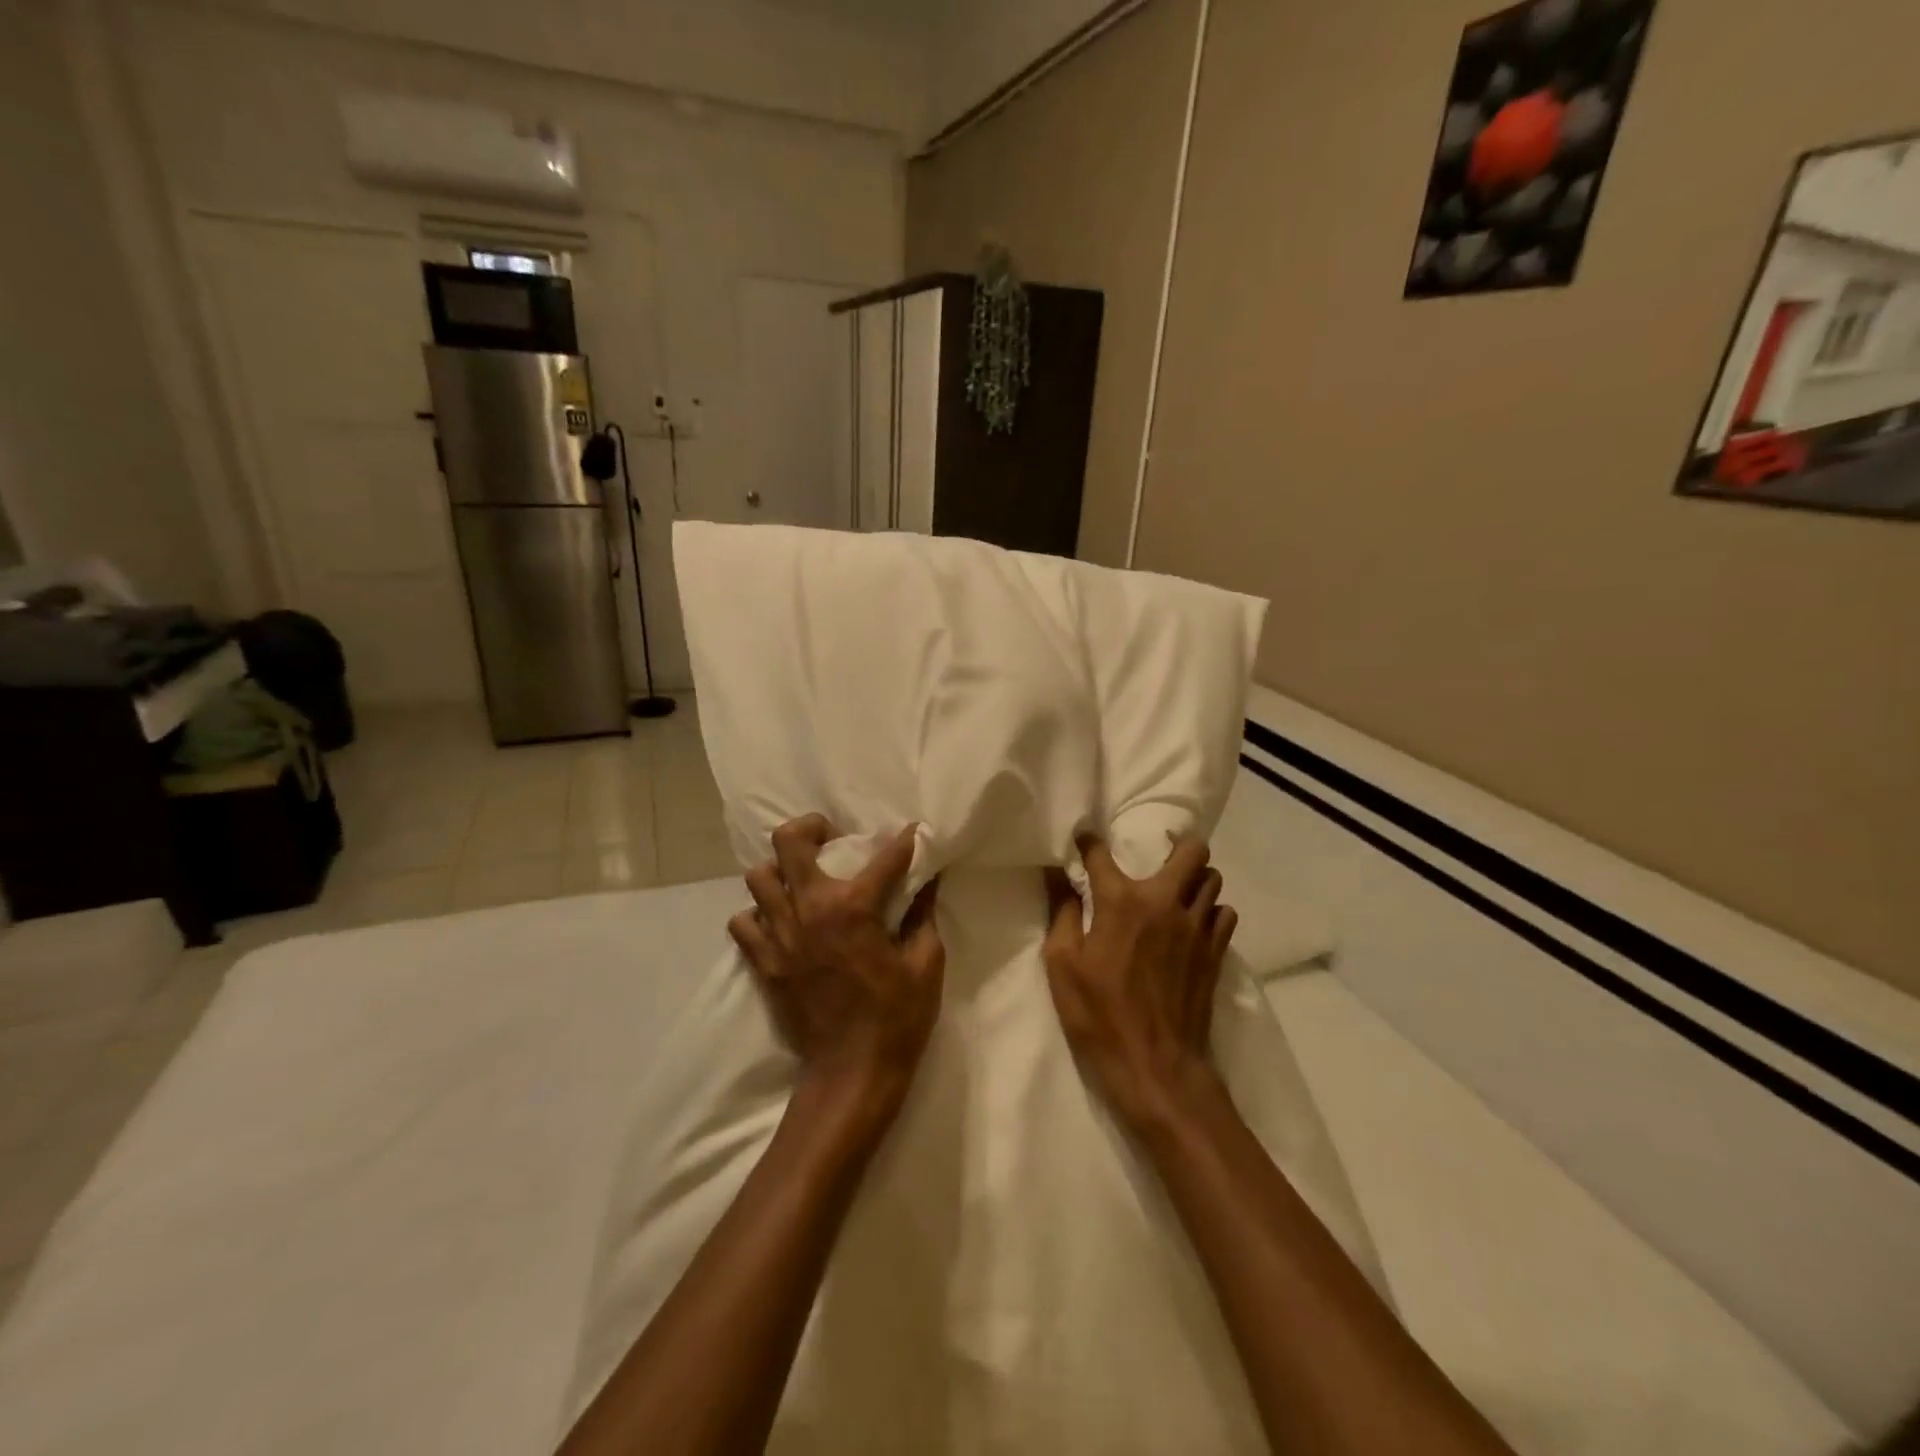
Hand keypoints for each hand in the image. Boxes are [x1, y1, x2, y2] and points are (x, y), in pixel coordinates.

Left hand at [729, 816, 943, 1125]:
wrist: (851, 1073)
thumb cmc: (897, 1018)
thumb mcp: (926, 964)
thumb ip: (924, 915)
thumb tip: (929, 882)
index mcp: (855, 907)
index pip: (885, 857)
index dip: (904, 841)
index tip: (912, 833)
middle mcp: (811, 909)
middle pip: (789, 842)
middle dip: (811, 828)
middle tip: (829, 838)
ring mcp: (780, 935)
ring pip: (758, 877)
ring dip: (780, 871)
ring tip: (801, 880)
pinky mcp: (764, 962)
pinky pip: (743, 922)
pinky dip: (758, 914)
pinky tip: (780, 921)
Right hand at [1042, 835, 1238, 1130]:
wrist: (1156, 1067)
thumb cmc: (1099, 1015)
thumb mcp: (1063, 965)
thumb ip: (1062, 913)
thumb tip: (1057, 876)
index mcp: (1122, 901)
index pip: (1101, 854)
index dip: (1088, 843)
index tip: (1083, 840)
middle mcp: (1165, 902)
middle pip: (1191, 852)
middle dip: (1177, 846)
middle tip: (1159, 857)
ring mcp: (1197, 927)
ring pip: (1212, 880)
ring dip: (1195, 879)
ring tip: (1177, 892)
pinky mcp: (1216, 953)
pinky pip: (1224, 914)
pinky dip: (1211, 911)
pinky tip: (1193, 925)